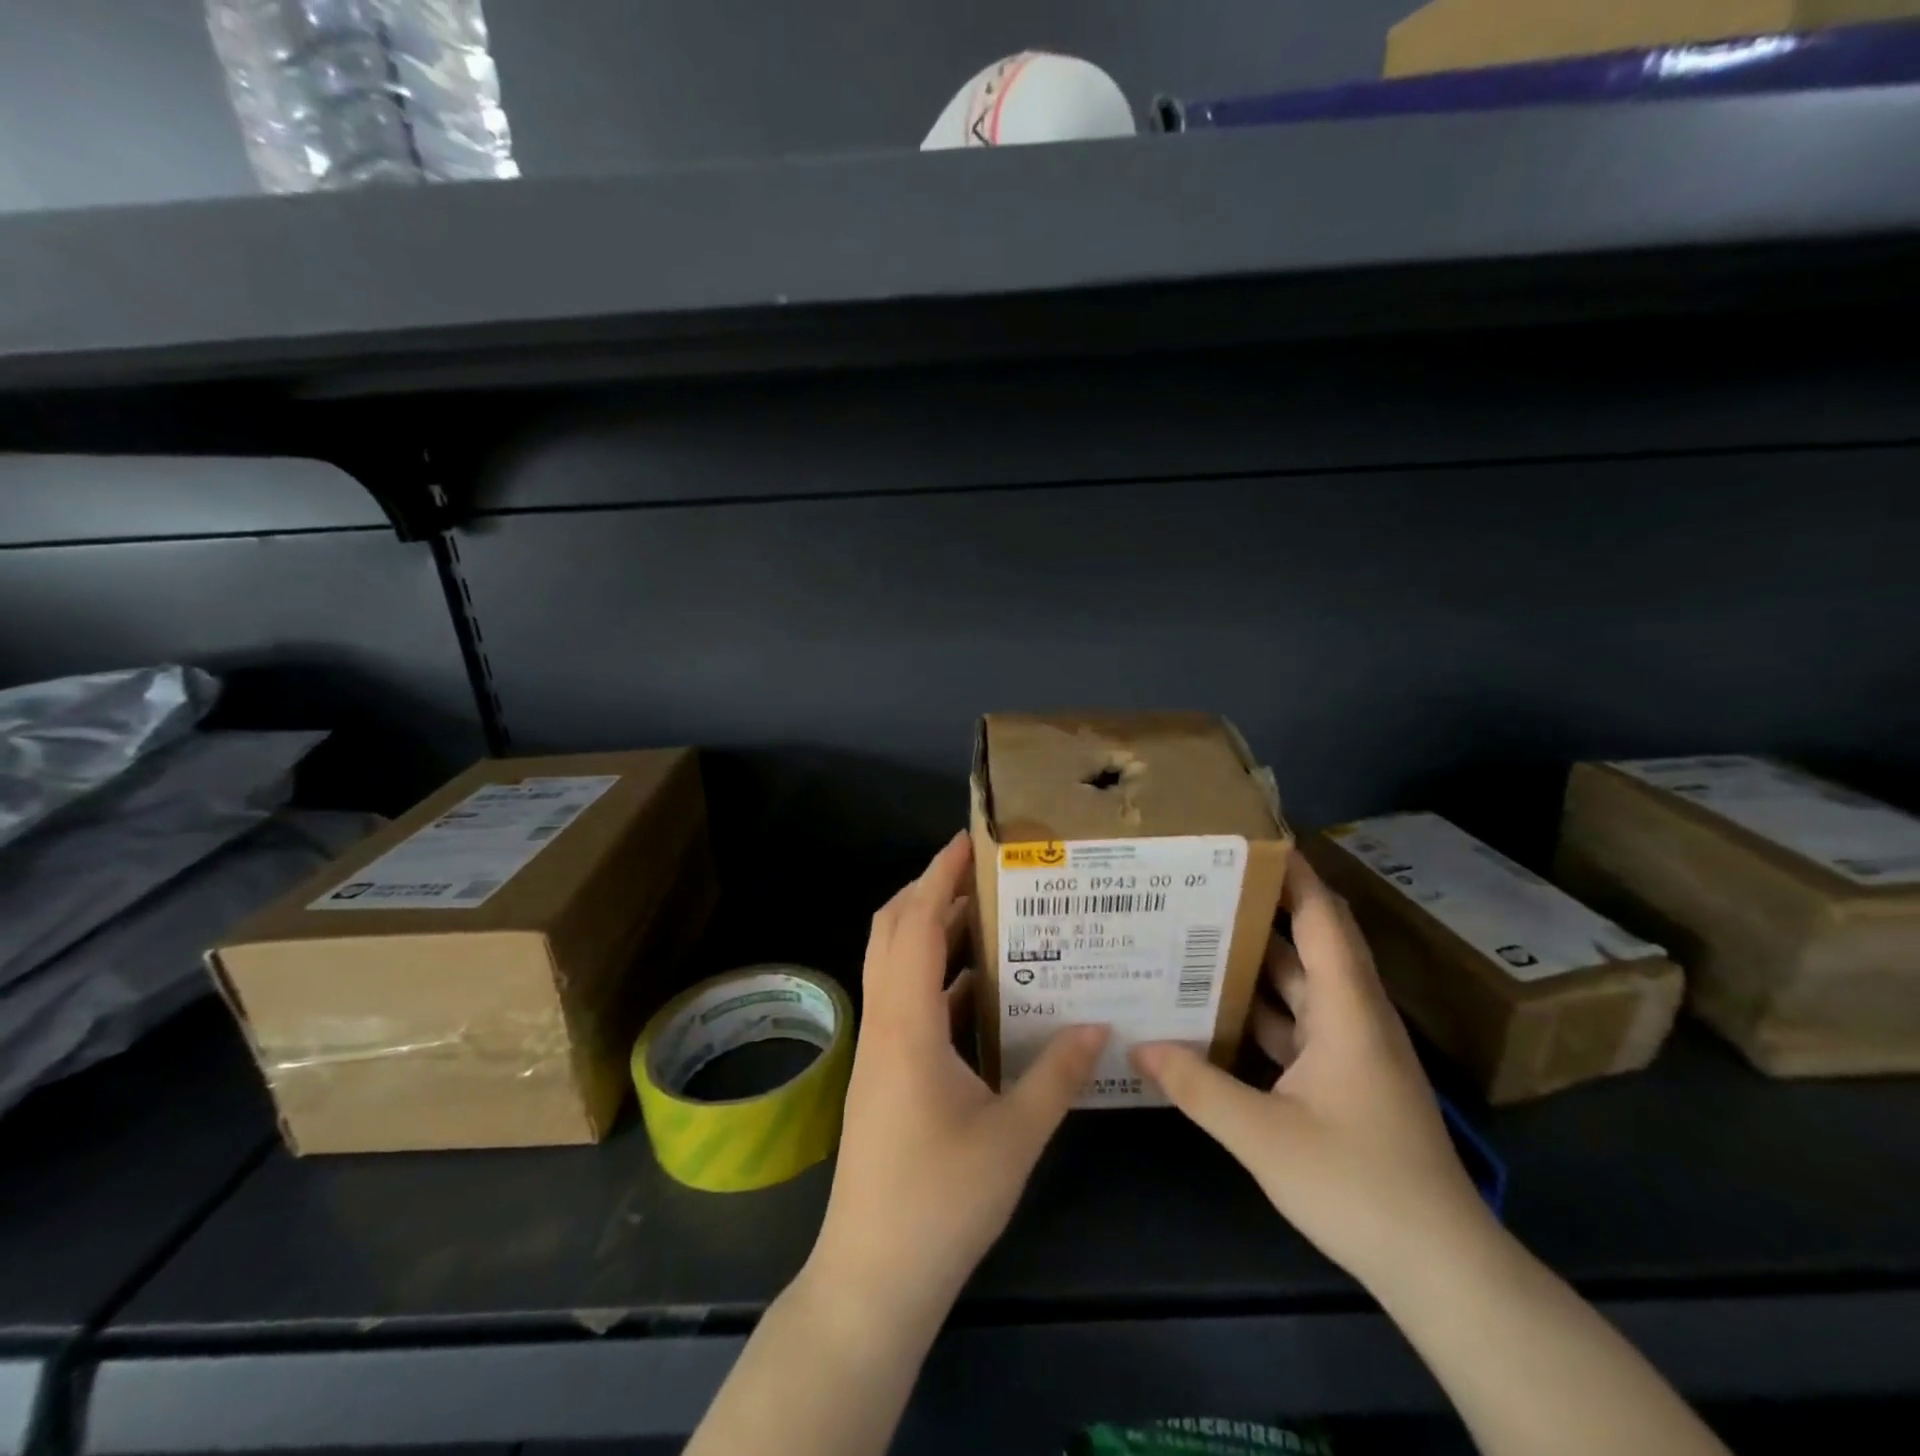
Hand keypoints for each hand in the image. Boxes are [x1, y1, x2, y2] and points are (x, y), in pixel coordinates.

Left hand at [808, 831, 1109, 1325]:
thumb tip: (1098, 1025)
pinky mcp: (885, 1071)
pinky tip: (982, 987)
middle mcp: (885, 1021)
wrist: (873, 1277)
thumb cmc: (941, 1202)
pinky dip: (937, 977)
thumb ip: (1057, 1075)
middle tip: (982, 870)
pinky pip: (907, 1000)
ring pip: (895, 963)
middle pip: (893, 930)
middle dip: (929, 890)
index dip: (938, 875)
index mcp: (907, 1023)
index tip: (968, 840)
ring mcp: (880, 1047)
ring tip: (989, 914)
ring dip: (932, 931)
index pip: (916, 924)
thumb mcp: (1014, 1136)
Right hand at [1133, 853, 1488, 1290]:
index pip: (1322, 919)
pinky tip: (1217, 1010)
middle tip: (1203, 880)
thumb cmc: (1359, 1185)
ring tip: (1196, 933)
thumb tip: (1138, 1046)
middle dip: (1261, 907)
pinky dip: (1261, 1010)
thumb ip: (1198, 1086)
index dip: (1294, 874)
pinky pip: (1297, 1023)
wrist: (1440, 1268)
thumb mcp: (1265, 1136)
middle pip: (1308, 943)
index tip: (1253, 838)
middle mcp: (1353, 1016)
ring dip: (1256, 960)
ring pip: (1300, 985)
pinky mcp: (1346, 1078)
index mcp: (1347, 1010)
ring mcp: (1352, 1048)